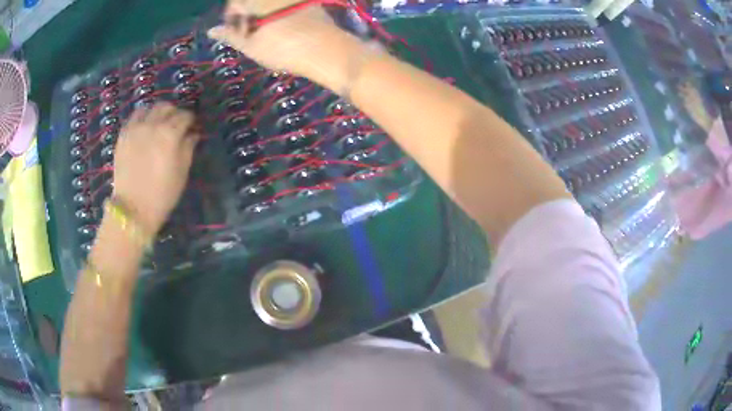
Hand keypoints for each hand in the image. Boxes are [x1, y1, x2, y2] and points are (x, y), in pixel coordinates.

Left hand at [112, 103, 199, 233]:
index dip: (191, 120)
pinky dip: (142, 117)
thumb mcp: (182, 173)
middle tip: (177, 124)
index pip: (185, 116)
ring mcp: (136, 128)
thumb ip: (188, 148)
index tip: (192, 127)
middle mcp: (153, 125)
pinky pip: (134, 116)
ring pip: (150, 108)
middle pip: (167, 107)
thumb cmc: (162, 195)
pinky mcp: (123, 135)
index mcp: (170, 135)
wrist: (133, 210)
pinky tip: (144, 126)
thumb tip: (192, 134)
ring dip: (158, 112)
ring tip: (159, 122)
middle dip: (175, 113)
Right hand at [207, 0, 367, 90]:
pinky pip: (284, 4)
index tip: (234, 33)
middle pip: (252, 1)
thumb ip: (230, 35)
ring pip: (267, 3)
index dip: (231, 18)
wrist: (327, 50)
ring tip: (265, 34)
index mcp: (259, 1)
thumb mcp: (251, 46)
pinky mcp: (308, 2)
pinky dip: (277, 13)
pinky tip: (281, 28)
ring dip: (260, 15)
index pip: (236, 3)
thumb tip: (211, 30)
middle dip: (246, 15)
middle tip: (249, 35)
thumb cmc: (284, 49)